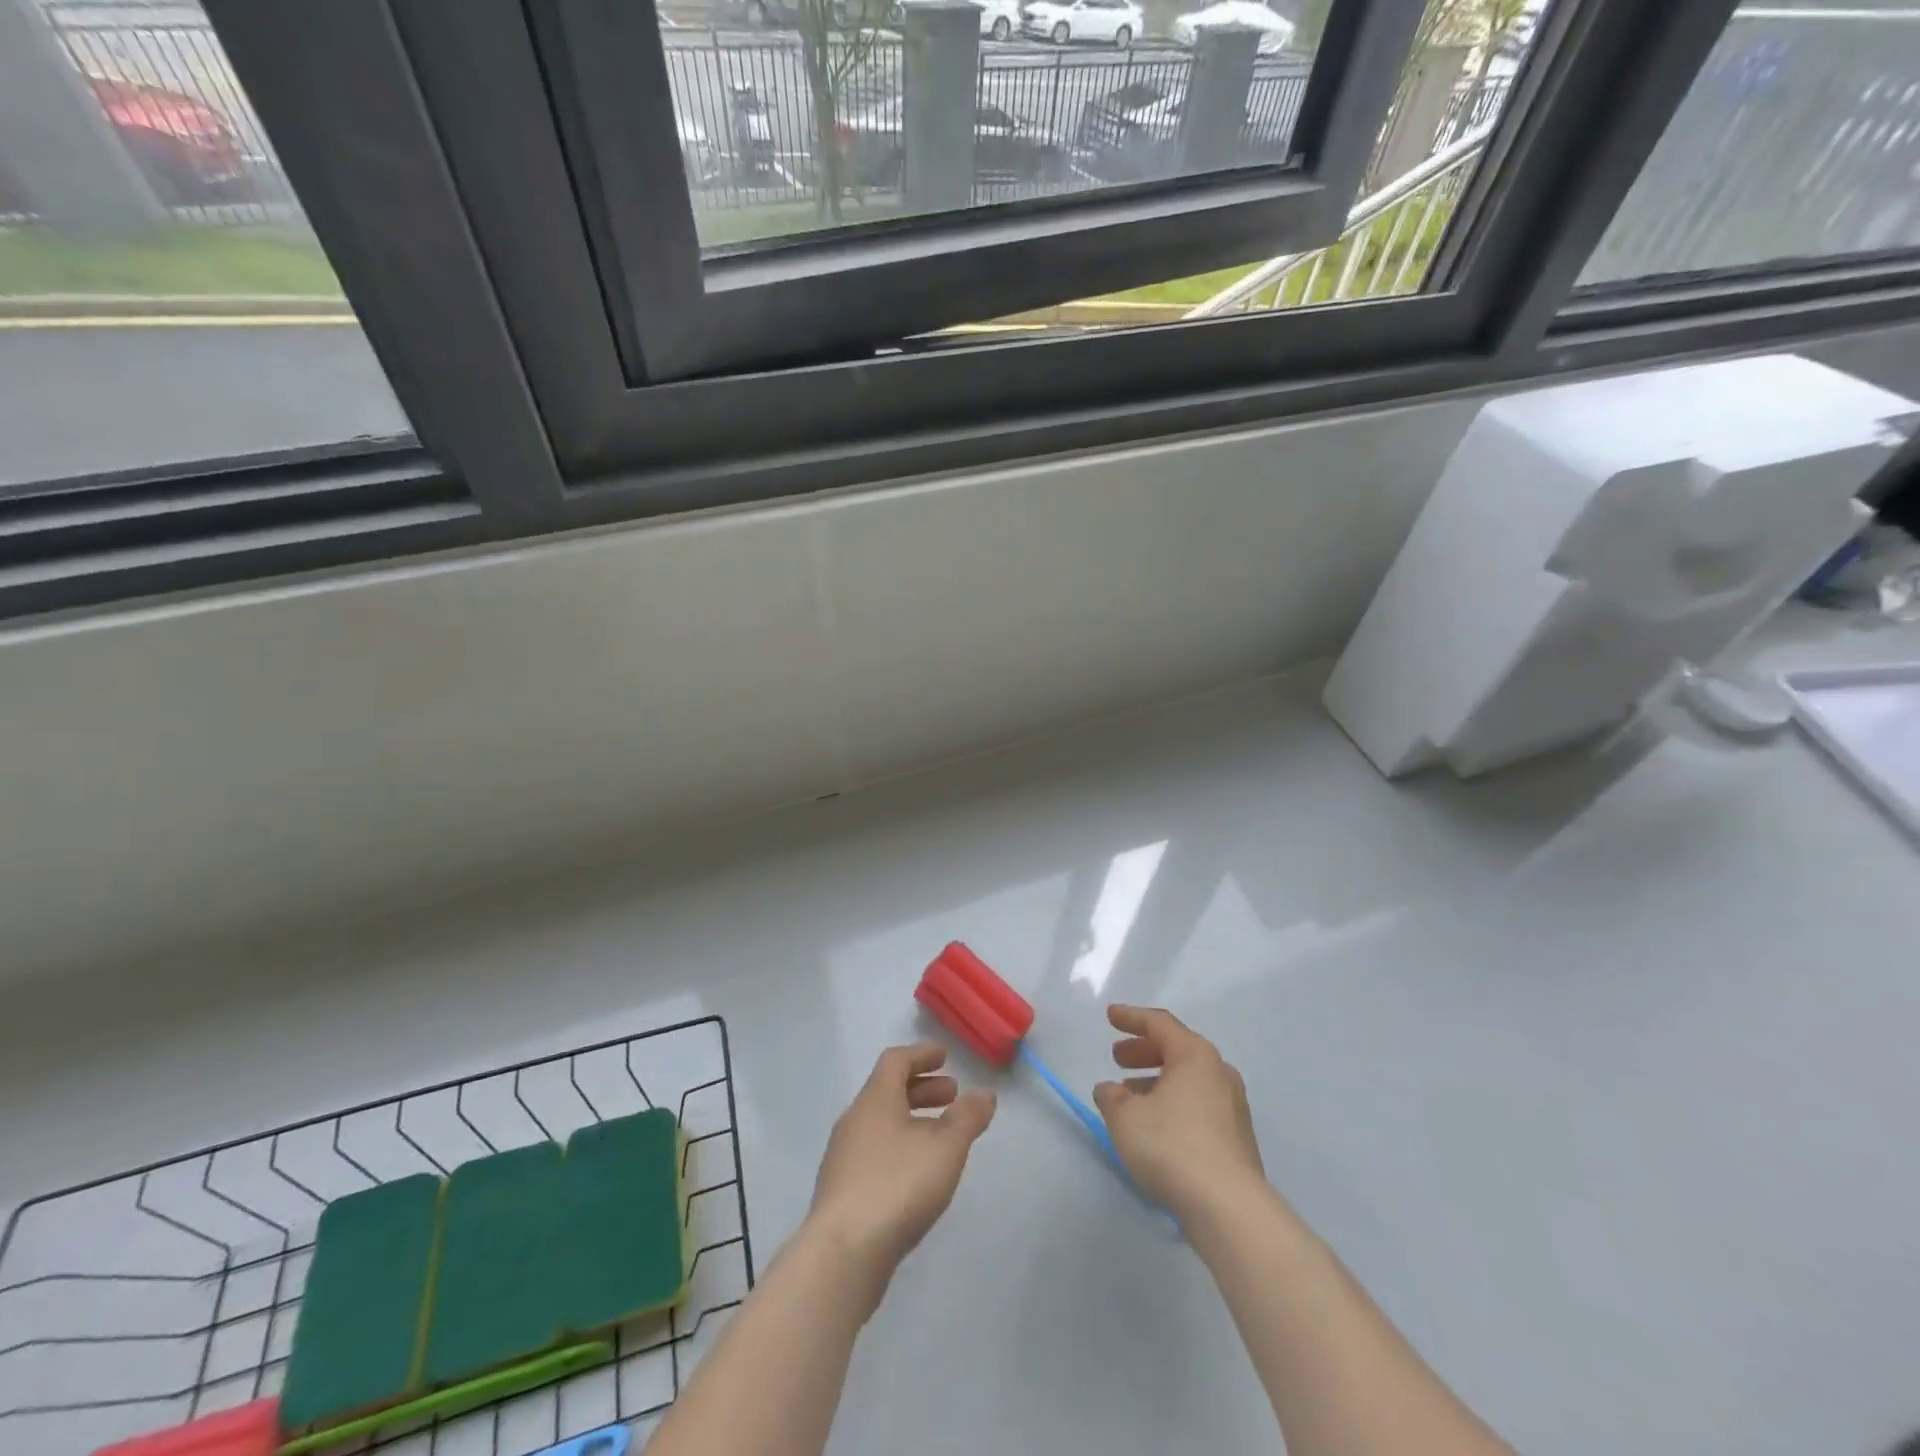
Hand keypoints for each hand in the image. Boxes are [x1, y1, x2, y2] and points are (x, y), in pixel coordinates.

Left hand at [805, 1043, 995, 1297]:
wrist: (843, 1253)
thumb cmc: (898, 1185)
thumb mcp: (946, 1148)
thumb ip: (967, 1118)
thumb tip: (985, 1094)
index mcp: (875, 1099)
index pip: (895, 1061)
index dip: (921, 1055)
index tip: (944, 1055)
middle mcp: (854, 1120)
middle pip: (887, 1091)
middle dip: (922, 1089)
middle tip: (952, 1095)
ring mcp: (843, 1156)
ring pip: (881, 1123)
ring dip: (911, 1119)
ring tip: (941, 1137)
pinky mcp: (841, 1191)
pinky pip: (874, 1151)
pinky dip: (899, 1146)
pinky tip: (916, 1173)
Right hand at [1093, 1005, 1264, 1219]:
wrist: (1229, 1207)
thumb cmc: (1172, 1146)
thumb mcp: (1125, 1117)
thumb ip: (1111, 1097)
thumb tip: (1110, 1090)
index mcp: (1195, 1055)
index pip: (1159, 1024)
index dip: (1131, 1018)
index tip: (1109, 1016)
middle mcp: (1219, 1072)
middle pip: (1177, 1050)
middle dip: (1143, 1051)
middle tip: (1117, 1058)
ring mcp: (1233, 1106)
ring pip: (1188, 1080)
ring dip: (1157, 1081)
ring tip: (1130, 1097)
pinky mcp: (1237, 1138)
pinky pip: (1199, 1105)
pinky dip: (1174, 1103)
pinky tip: (1155, 1125)